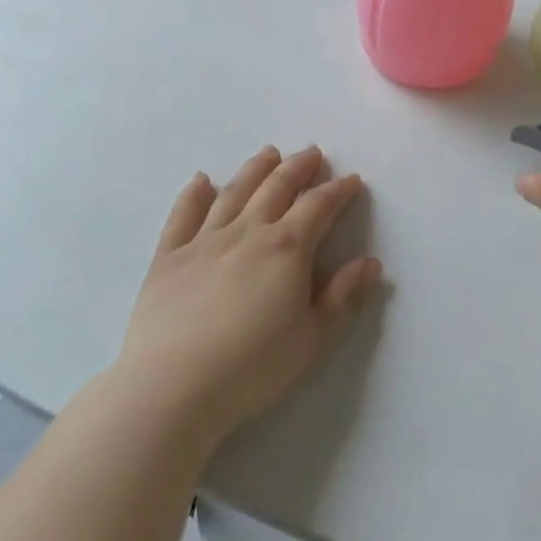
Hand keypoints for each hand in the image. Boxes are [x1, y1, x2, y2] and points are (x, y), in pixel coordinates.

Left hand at [114, 146, 382, 449]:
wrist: (172, 387)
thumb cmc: (252, 368)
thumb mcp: (312, 339)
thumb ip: (343, 297)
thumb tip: (371, 263)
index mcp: (287, 248)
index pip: (319, 206)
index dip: (338, 190)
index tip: (352, 180)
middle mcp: (248, 231)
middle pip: (277, 186)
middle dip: (299, 167)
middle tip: (312, 153)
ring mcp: (205, 240)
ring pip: (235, 191)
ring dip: (255, 169)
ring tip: (269, 153)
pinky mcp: (169, 257)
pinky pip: (183, 215)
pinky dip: (194, 193)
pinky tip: (201, 180)